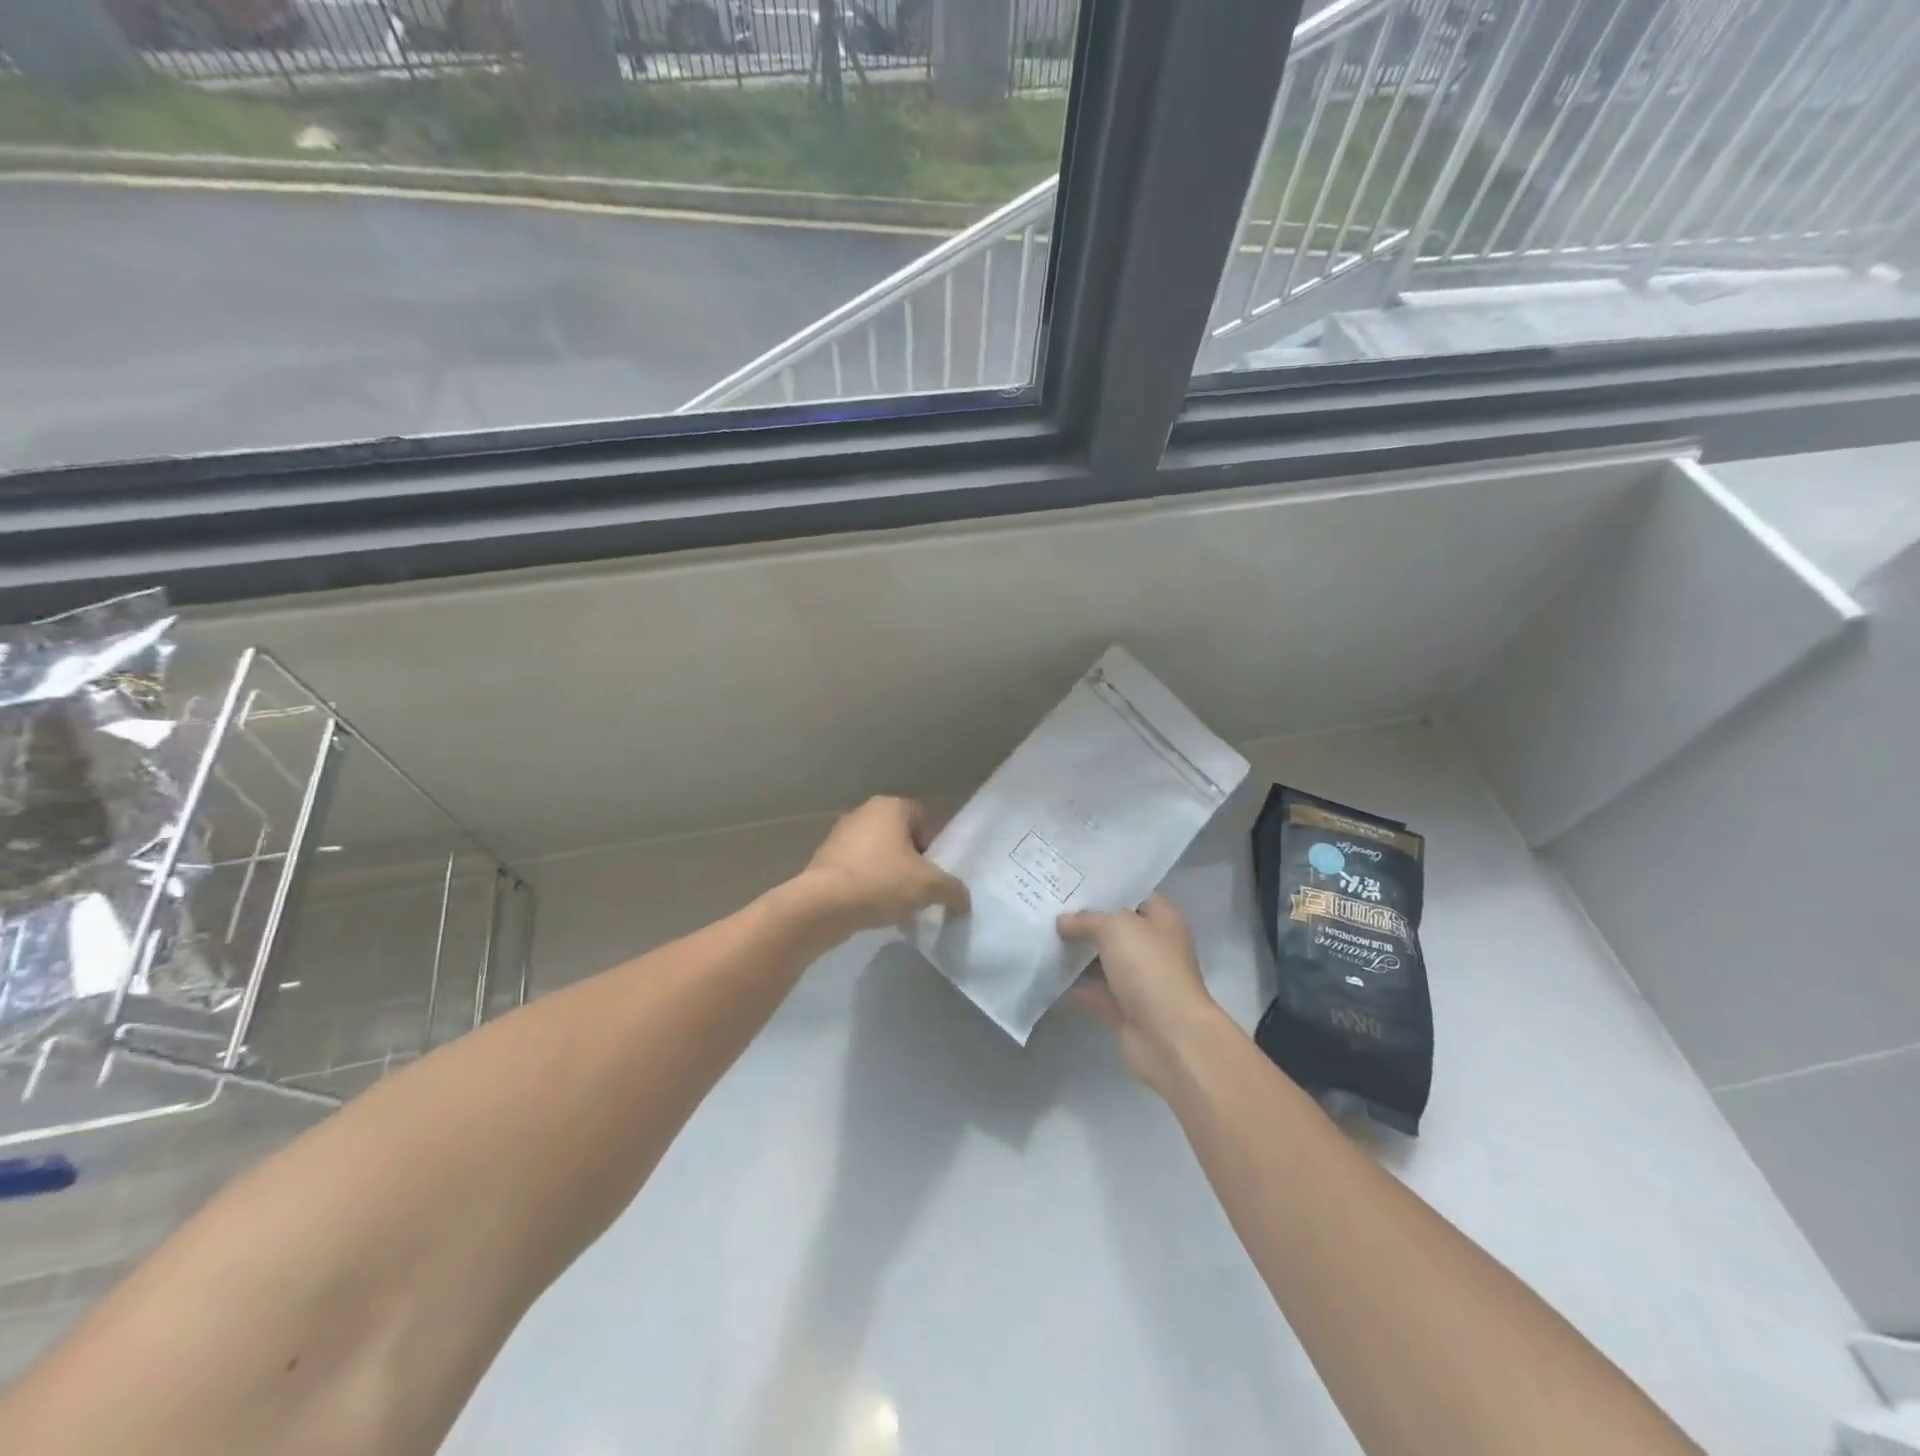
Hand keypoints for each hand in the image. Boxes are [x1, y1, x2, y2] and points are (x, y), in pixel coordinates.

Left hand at [797, 796, 969, 933]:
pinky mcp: (823, 857)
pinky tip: (871, 907)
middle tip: (920, 888)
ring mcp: (840, 834)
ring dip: (889, 873)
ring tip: (896, 903)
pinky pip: (856, 867)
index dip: (936, 845)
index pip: (925, 818)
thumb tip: (964, 900)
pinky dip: (867, 883)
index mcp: (891, 806)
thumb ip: (954, 890)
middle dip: (912, 860)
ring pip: (878, 852)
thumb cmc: (881, 882)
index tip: (936, 872)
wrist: (822, 905)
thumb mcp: (929, 887)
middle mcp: (864, 812)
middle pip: (901, 835)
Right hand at [1058, 895, 1223, 1095]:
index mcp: (1163, 921)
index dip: (1108, 890)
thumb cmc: (1150, 969)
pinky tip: (1046, 975)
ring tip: (1042, 936)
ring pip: (1104, 962)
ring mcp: (1141, 982)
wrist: (1169, 1036)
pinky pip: (1096, 993)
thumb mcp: (1116, 928)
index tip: (1074, 884)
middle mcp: (1155, 948)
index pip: (1135, 896)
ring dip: (1078, 955)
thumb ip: (1087, 920)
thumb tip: (1063, 922)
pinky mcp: (1126, 1011)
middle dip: (1086, 922)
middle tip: (1050, 909)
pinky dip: (1075, 988)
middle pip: (1116, 930)